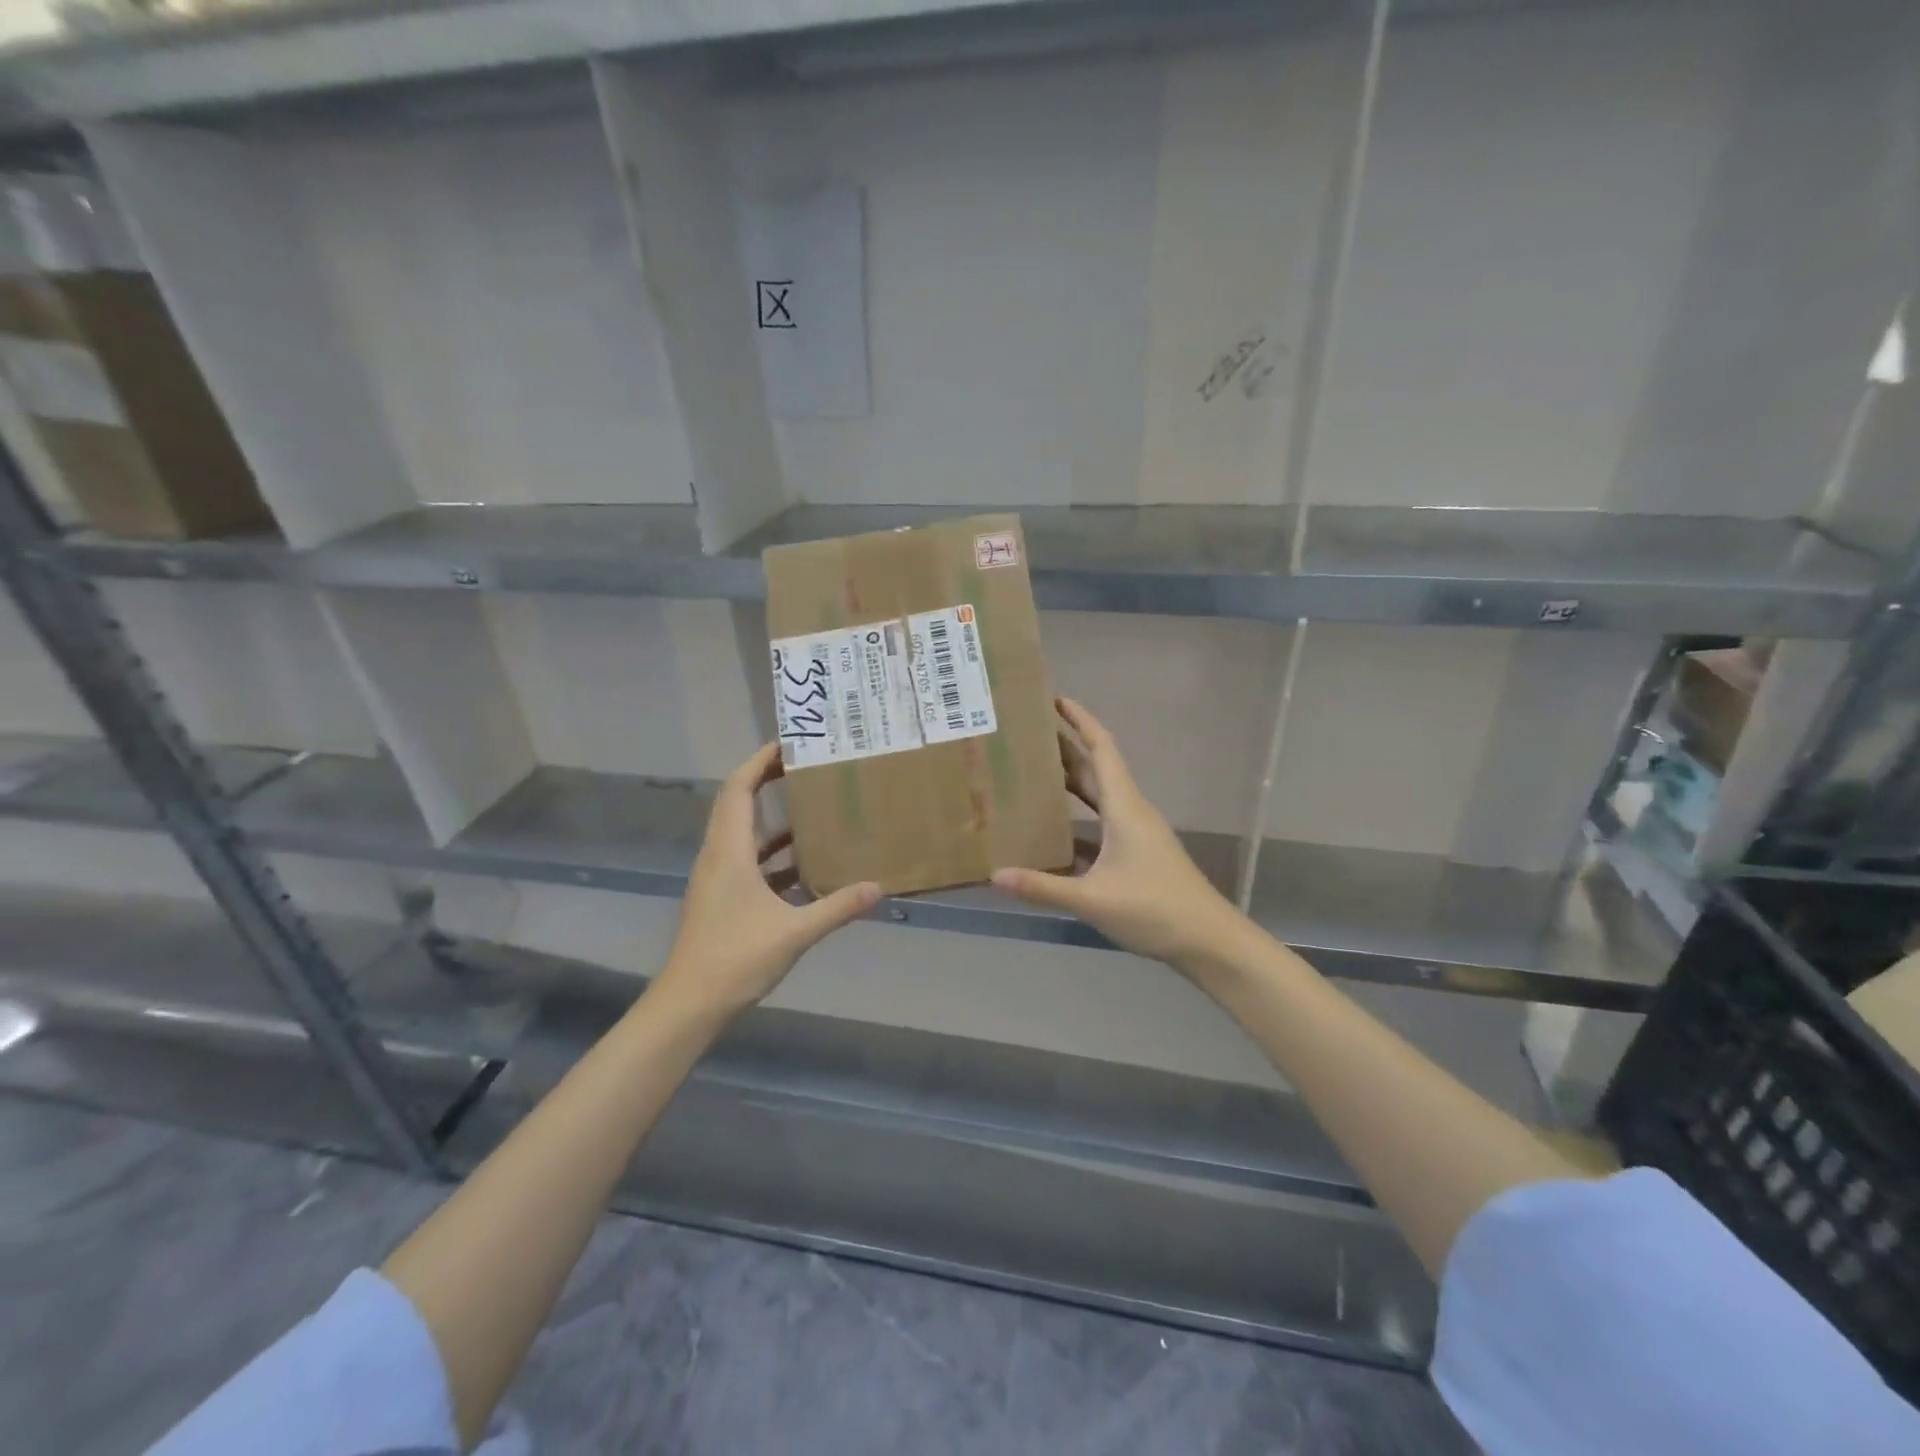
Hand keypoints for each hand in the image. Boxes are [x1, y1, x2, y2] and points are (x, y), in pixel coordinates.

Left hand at [654, 743, 879, 1018]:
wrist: (689, 1005)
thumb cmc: (736, 958)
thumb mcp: (794, 932)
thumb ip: (837, 907)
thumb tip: (877, 887)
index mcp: (729, 852)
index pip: (739, 789)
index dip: (759, 762)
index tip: (788, 744)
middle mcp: (719, 856)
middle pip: (736, 803)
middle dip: (764, 779)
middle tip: (802, 766)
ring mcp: (717, 879)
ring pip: (742, 833)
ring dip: (770, 818)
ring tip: (809, 807)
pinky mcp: (721, 898)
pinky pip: (747, 861)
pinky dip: (772, 854)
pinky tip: (802, 865)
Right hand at [992, 698, 1249, 969]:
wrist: (1208, 941)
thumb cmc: (1154, 909)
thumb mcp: (1093, 899)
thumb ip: (1042, 887)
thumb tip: (994, 874)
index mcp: (1124, 807)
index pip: (1101, 749)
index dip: (1080, 720)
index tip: (1054, 699)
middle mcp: (1130, 812)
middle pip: (1096, 769)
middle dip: (1065, 748)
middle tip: (1026, 735)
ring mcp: (1136, 833)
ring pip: (1099, 797)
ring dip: (1071, 781)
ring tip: (1032, 773)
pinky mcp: (1136, 855)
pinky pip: (1101, 824)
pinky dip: (1077, 819)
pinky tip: (1051, 830)